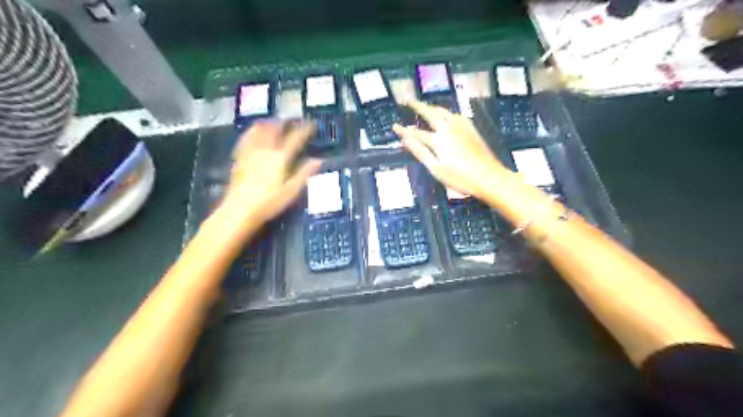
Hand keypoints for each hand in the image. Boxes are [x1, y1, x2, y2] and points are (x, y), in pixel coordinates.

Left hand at [216, 120, 319, 229]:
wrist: (239, 210)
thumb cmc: (269, 203)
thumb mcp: (291, 191)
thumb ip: (304, 173)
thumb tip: (318, 160)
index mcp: (280, 157)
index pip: (295, 138)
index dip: (305, 129)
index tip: (312, 124)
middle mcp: (265, 150)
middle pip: (275, 129)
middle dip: (286, 122)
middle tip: (293, 120)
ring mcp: (250, 152)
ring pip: (259, 130)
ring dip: (269, 123)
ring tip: (275, 121)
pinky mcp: (239, 157)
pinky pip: (246, 138)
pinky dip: (252, 131)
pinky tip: (253, 131)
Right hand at [394, 100, 511, 197]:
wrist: (489, 177)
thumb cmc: (460, 178)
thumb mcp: (436, 168)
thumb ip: (420, 152)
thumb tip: (405, 138)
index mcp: (438, 140)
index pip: (416, 132)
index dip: (404, 130)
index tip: (394, 126)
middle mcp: (449, 128)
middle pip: (430, 113)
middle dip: (417, 106)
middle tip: (407, 100)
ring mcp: (462, 128)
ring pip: (444, 111)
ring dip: (432, 107)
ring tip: (424, 105)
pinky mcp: (471, 130)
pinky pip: (456, 115)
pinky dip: (446, 112)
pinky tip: (448, 115)